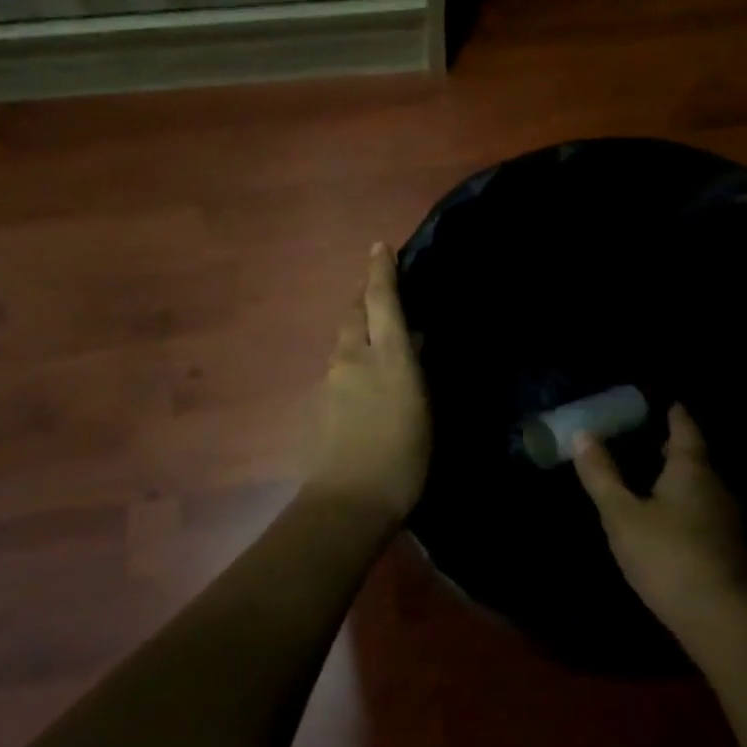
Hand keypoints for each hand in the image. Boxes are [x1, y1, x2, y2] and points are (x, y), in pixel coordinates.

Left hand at [305, 243, 431, 529]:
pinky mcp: (323, 400)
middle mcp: (353, 358)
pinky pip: (341, 361)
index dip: (380, 271)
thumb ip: (416, 369)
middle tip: (381, 288)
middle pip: (354, 313)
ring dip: (359, 324)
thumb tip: (413, 341)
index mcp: (385, 356)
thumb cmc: (402, 457)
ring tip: (378, 328)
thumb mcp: (423, 409)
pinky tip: (368, 368)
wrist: (349, 500)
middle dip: (366, 295)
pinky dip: (354, 351)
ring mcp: (333, 379)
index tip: (380, 246)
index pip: (381, 300)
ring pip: (345, 337)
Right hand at [574, 405, 746, 646]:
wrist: (721, 619)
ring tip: (654, 481)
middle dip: (676, 449)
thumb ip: (602, 475)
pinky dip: (688, 507)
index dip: (676, 415)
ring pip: (703, 488)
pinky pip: (706, 514)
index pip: (686, 430)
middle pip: (697, 459)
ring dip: (682, 481)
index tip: (669, 404)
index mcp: (692, 470)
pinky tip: (671, 523)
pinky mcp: (731, 550)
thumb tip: (583, 434)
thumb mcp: (622, 515)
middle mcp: (717, 487)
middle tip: (652, 442)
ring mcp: (728, 521)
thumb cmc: (666, 556)